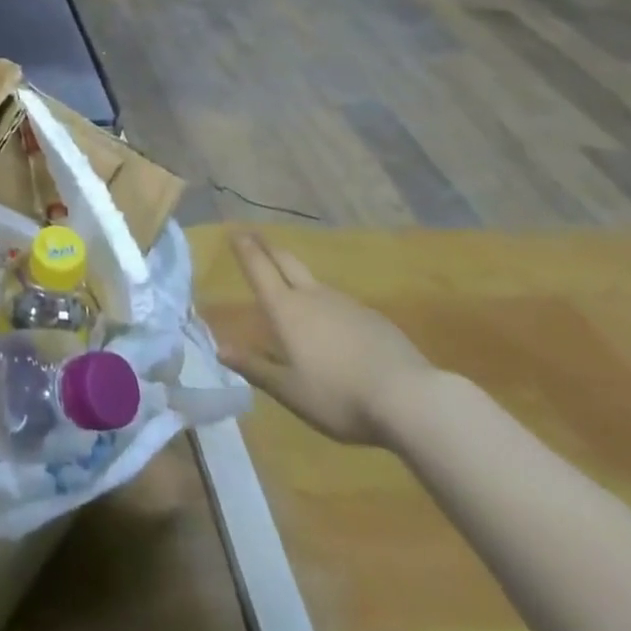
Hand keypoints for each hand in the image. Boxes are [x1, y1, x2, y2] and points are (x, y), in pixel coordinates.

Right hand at [219, 234, 436, 445]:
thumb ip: (255, 368)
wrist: (410, 399)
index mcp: (285, 309)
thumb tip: (220, 349)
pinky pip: (340, 302)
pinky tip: (333, 322)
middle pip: (285, 261)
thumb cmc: (339, 396)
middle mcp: (312, 296)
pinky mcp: (373, 318)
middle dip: (268, 247)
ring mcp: (345, 303)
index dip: (245, 248)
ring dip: (297, 274)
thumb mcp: (290, 391)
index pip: (259, 268)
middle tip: (255, 236)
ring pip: (313, 281)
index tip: (234, 231)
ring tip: (290, 281)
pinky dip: (326, 302)